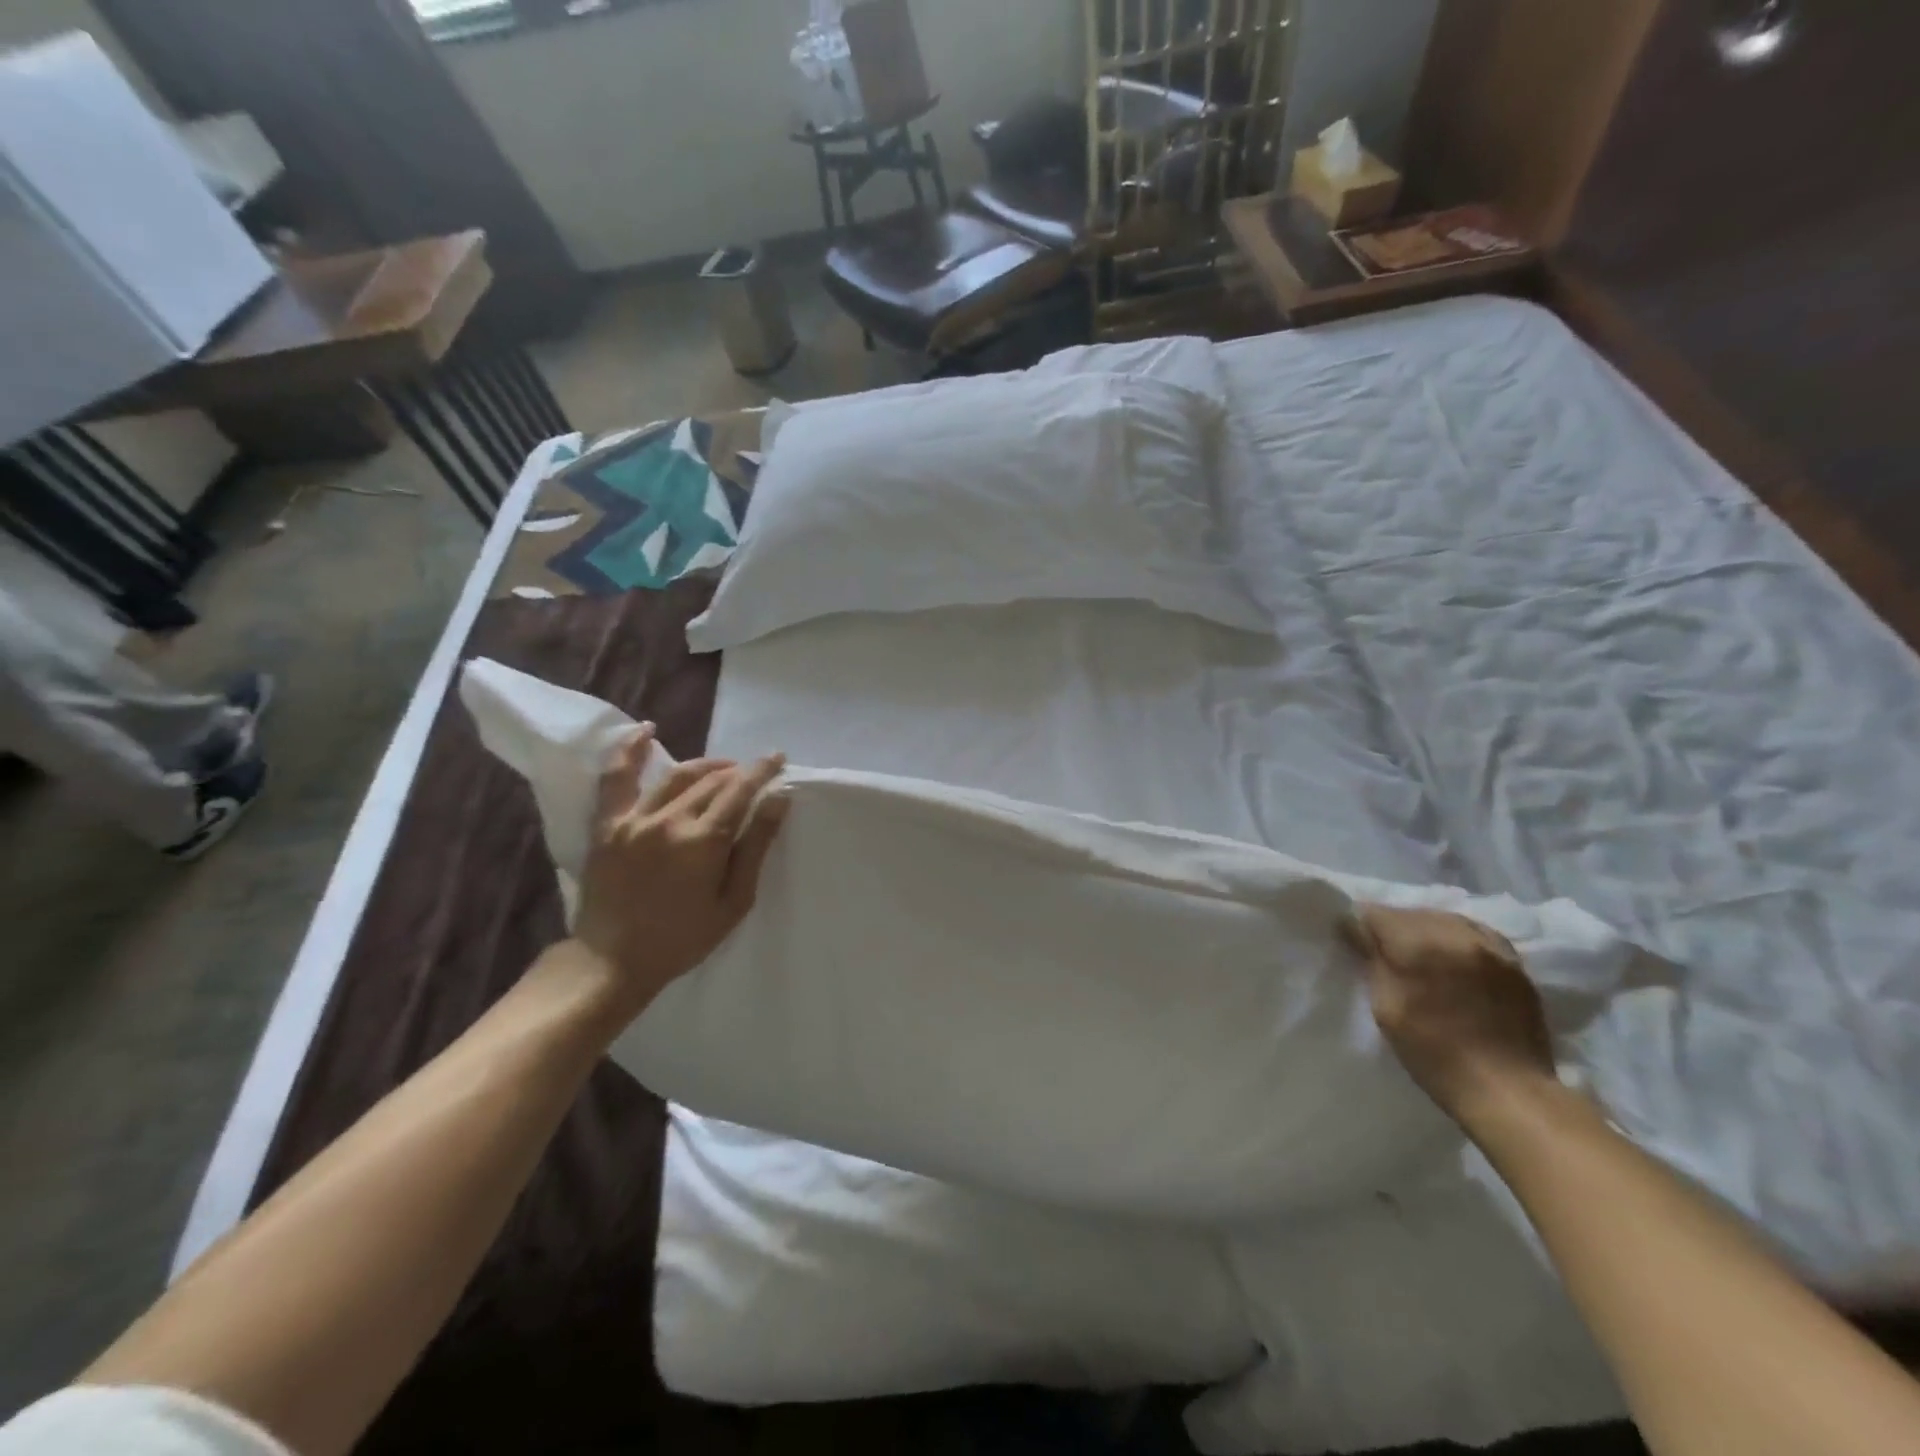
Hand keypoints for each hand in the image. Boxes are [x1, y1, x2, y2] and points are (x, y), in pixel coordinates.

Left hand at [564, 727, 788, 1025]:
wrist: (612, 960)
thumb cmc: (683, 938)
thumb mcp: (733, 901)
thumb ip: (756, 846)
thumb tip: (778, 798)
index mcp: (702, 842)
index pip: (740, 791)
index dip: (762, 771)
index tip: (778, 758)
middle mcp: (668, 821)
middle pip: (712, 782)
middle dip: (739, 772)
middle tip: (755, 774)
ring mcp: (633, 819)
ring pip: (676, 776)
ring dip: (705, 765)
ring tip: (723, 768)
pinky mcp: (607, 825)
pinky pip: (616, 778)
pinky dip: (630, 750)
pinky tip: (646, 730)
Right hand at [1348, 903, 1556, 1120]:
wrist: (1510, 1092)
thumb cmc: (1434, 1053)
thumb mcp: (1386, 1008)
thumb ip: (1372, 960)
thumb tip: (1355, 929)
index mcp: (1419, 944)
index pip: (1376, 914)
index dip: (1358, 926)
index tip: (1351, 943)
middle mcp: (1457, 934)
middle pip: (1411, 912)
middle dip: (1392, 926)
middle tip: (1382, 951)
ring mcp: (1491, 947)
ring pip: (1444, 919)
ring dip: (1425, 930)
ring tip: (1418, 955)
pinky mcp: (1514, 963)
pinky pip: (1475, 933)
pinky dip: (1456, 940)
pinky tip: (1453, 959)